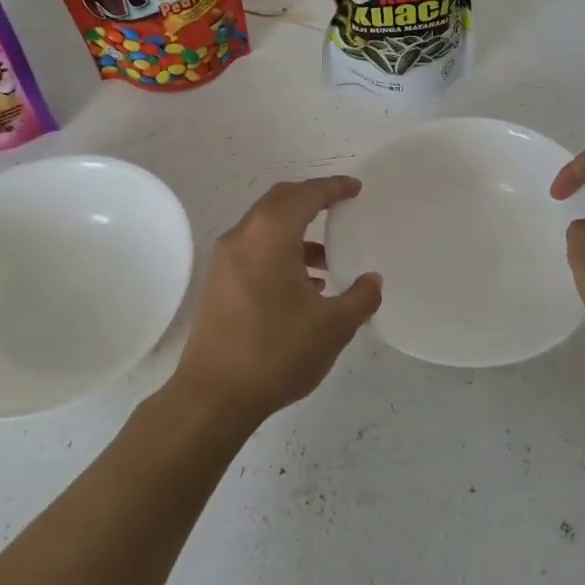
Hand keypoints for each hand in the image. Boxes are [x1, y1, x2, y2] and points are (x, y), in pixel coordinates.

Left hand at [167, 177, 382, 424]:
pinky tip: (303, 288)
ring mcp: (224, 262)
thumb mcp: (333, 327)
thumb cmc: (277, 352)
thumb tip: (371, 281)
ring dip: (297, 233)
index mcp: (269, 236)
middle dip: (311, 200)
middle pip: (279, 202)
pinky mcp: (218, 285)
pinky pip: (254, 251)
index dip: (332, 188)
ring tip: (328, 261)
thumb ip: (360, 298)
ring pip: (265, 228)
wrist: (213, 397)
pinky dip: (281, 253)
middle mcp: (242, 238)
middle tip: (340, 208)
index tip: (355, 189)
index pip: (305, 195)